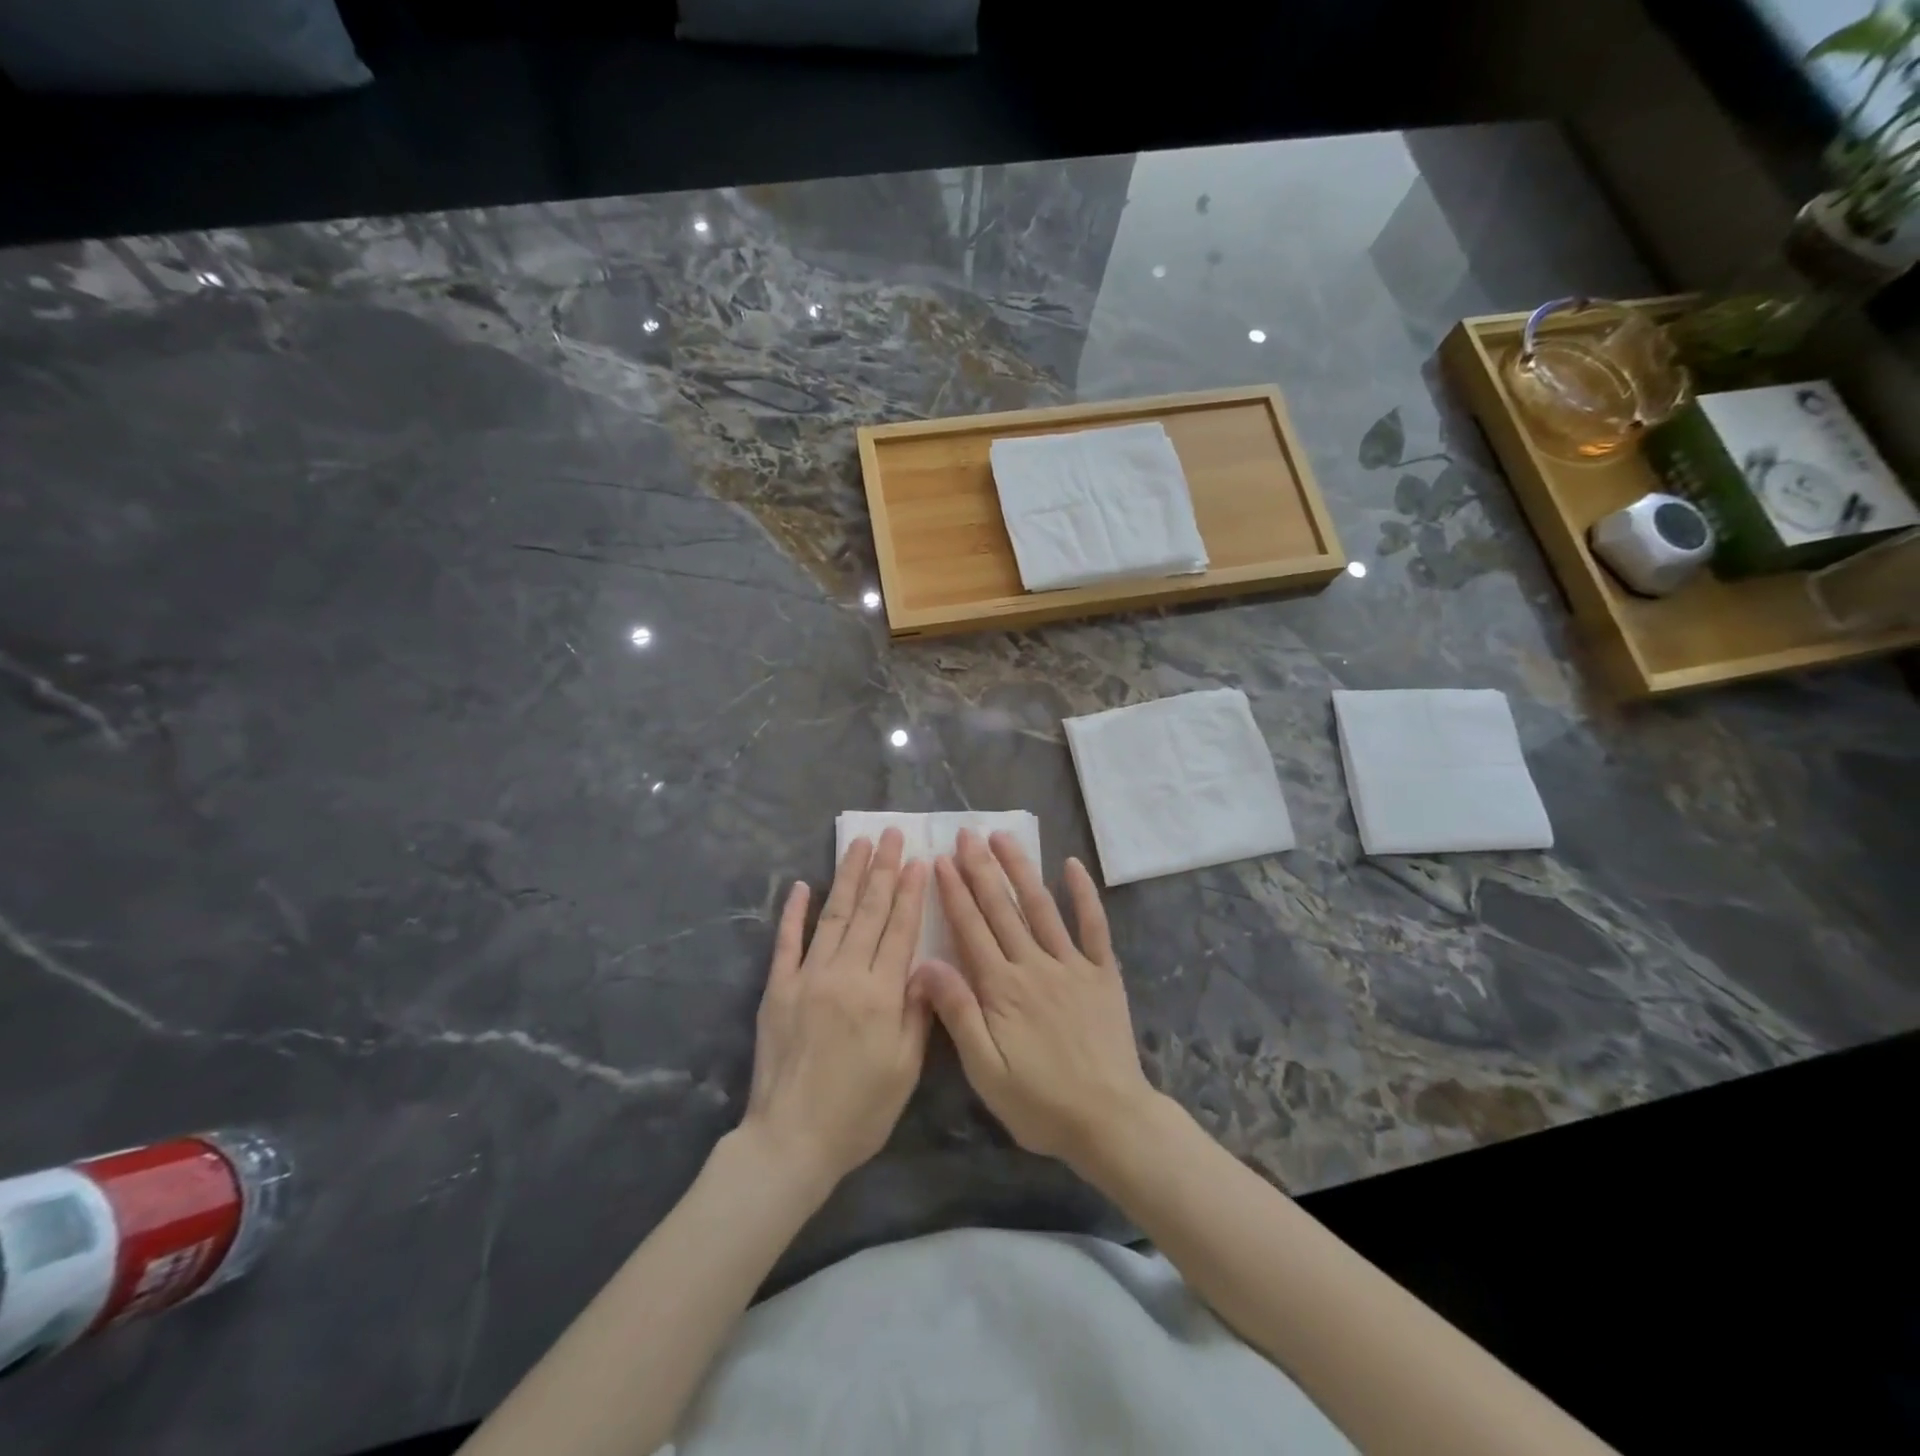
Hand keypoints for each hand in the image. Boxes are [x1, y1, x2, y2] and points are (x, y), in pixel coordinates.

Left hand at [742, 828, 931, 1188]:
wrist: (791, 1140)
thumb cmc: (859, 1111)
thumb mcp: (906, 1069)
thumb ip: (919, 1011)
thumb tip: (928, 963)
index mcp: (881, 994)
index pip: (900, 930)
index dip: (910, 892)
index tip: (918, 859)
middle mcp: (844, 974)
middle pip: (868, 911)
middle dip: (882, 869)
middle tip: (890, 833)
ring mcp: (807, 977)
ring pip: (832, 915)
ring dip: (847, 876)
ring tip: (858, 844)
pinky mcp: (777, 988)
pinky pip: (786, 942)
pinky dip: (793, 912)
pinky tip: (800, 885)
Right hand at [913, 829, 1156, 1171]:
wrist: (1110, 1120)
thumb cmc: (1039, 1102)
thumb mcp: (985, 1070)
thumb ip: (957, 1013)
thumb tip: (924, 964)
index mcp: (1002, 988)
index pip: (971, 929)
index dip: (953, 893)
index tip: (939, 860)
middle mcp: (1035, 965)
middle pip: (1001, 909)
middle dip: (981, 869)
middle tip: (965, 833)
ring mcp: (1072, 965)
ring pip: (1041, 907)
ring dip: (1021, 869)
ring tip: (1003, 837)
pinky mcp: (1102, 973)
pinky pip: (1093, 926)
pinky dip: (1083, 894)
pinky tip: (1072, 865)